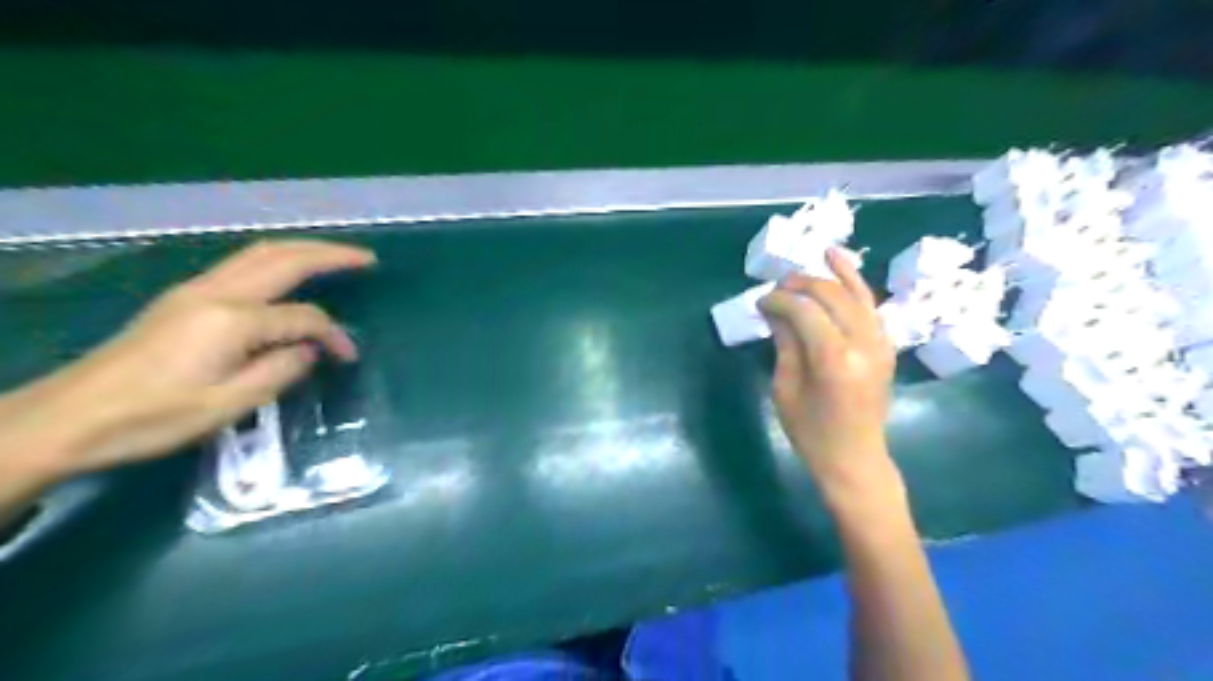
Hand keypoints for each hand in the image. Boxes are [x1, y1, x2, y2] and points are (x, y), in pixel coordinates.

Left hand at [1, 237, 375, 477]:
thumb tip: (309, 351)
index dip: (333, 335)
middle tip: (367, 259)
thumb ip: (280, 371)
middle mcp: (216, 293)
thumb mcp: (229, 405)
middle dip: (329, 254)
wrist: (69, 417)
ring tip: (337, 257)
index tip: (349, 358)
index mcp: (232, 320)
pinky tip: (289, 273)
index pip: (303, 317)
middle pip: (282, 259)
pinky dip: (278, 260)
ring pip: (260, 254)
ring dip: (303, 251)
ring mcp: (195, 291)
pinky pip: (242, 265)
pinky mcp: (184, 298)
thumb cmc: (153, 417)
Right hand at [756, 250, 898, 505]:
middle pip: (831, 295)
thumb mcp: (785, 388)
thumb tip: (774, 309)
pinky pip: (870, 306)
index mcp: (834, 358)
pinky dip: (856, 284)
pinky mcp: (886, 345)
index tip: (760, 302)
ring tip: (815, 255)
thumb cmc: (811, 432)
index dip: (778, 300)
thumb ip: (784, 342)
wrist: (854, 458)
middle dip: (801, 284)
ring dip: (832, 275)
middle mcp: (863, 343)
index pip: (804, 310)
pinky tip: (842, 267)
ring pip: (856, 293)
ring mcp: (880, 343)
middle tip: (777, 287)